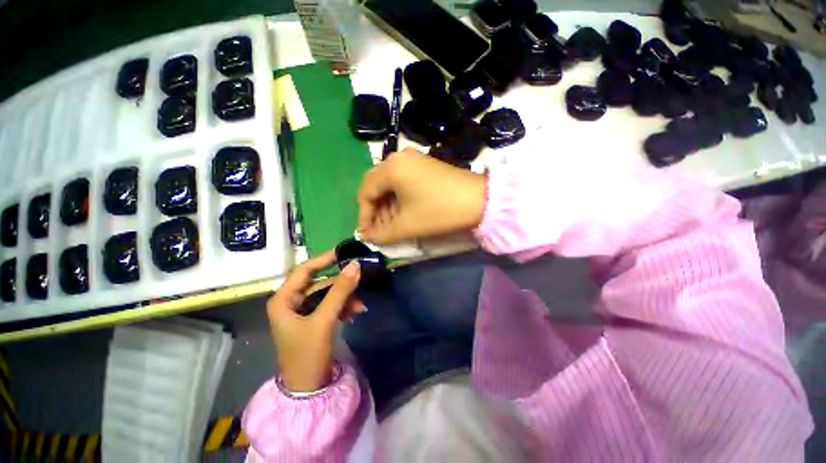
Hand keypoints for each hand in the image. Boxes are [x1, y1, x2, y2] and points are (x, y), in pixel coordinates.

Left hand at [267, 251, 362, 391]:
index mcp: (283, 300)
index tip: (344, 253)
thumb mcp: (324, 320)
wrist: (307, 390)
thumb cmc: (307, 354)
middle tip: (360, 282)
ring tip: (360, 307)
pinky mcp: (313, 320)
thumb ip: (340, 291)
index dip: (324, 259)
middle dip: (341, 285)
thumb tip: (355, 265)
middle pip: (319, 283)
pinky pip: (330, 305)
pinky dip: (343, 306)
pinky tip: (354, 313)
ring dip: (345, 298)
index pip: (304, 270)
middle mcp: (291, 302)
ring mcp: (302, 311)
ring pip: (328, 294)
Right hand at [358, 148, 487, 243]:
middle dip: (375, 211)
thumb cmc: (439, 211)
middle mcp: (399, 158)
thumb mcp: (407, 225)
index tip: (366, 234)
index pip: (366, 192)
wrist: (480, 200)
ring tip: (392, 225)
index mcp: (391, 168)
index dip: (363, 216)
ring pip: (390, 184)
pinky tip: (405, 212)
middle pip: (376, 186)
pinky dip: (399, 198)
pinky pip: (403, 181)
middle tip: (380, 230)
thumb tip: (365, 237)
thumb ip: (382, 234)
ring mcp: (413, 160)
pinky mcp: (425, 165)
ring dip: (388, 206)